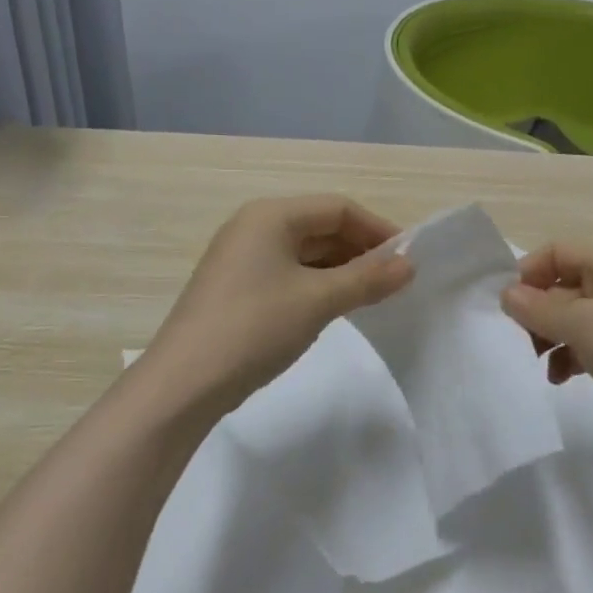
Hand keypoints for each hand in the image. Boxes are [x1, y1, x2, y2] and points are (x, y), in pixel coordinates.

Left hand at [146, 195, 413, 413]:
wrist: (183, 384)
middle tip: (396, 280)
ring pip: (306, 252)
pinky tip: (337, 307)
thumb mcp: (318, 300)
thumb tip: (410, 265)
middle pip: (321, 226)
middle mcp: (254, 227)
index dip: (377, 229)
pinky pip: (289, 273)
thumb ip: (367, 279)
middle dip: (361, 250)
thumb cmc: (255, 327)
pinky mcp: (237, 288)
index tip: (408, 258)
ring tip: (374, 295)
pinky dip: (318, 284)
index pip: (338, 207)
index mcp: (270, 215)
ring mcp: (242, 258)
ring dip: (342, 269)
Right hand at [501, 243, 592, 465]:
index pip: (557, 251)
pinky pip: (591, 344)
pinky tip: (560, 379)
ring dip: (551, 336)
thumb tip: (507, 294)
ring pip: (575, 317)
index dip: (528, 273)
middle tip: (518, 340)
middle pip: (564, 284)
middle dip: (537, 310)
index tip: (506, 306)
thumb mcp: (581, 325)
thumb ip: (537, 308)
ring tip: (538, 363)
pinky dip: (571, 356)